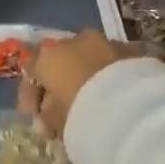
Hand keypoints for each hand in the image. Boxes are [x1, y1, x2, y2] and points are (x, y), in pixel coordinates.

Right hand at [21, 29, 142, 136]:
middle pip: (61, 60)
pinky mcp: (132, 51)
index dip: (31, 94)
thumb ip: (47, 114)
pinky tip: (113, 96)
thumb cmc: (82, 116)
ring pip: (89, 58)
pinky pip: (112, 63)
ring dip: (86, 75)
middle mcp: (75, 41)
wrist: (134, 111)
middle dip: (60, 81)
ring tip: (93, 102)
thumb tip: (48, 112)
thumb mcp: (55, 122)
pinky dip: (108, 76)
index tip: (35, 115)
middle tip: (63, 107)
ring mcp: (106, 42)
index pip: (30, 69)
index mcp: (49, 56)